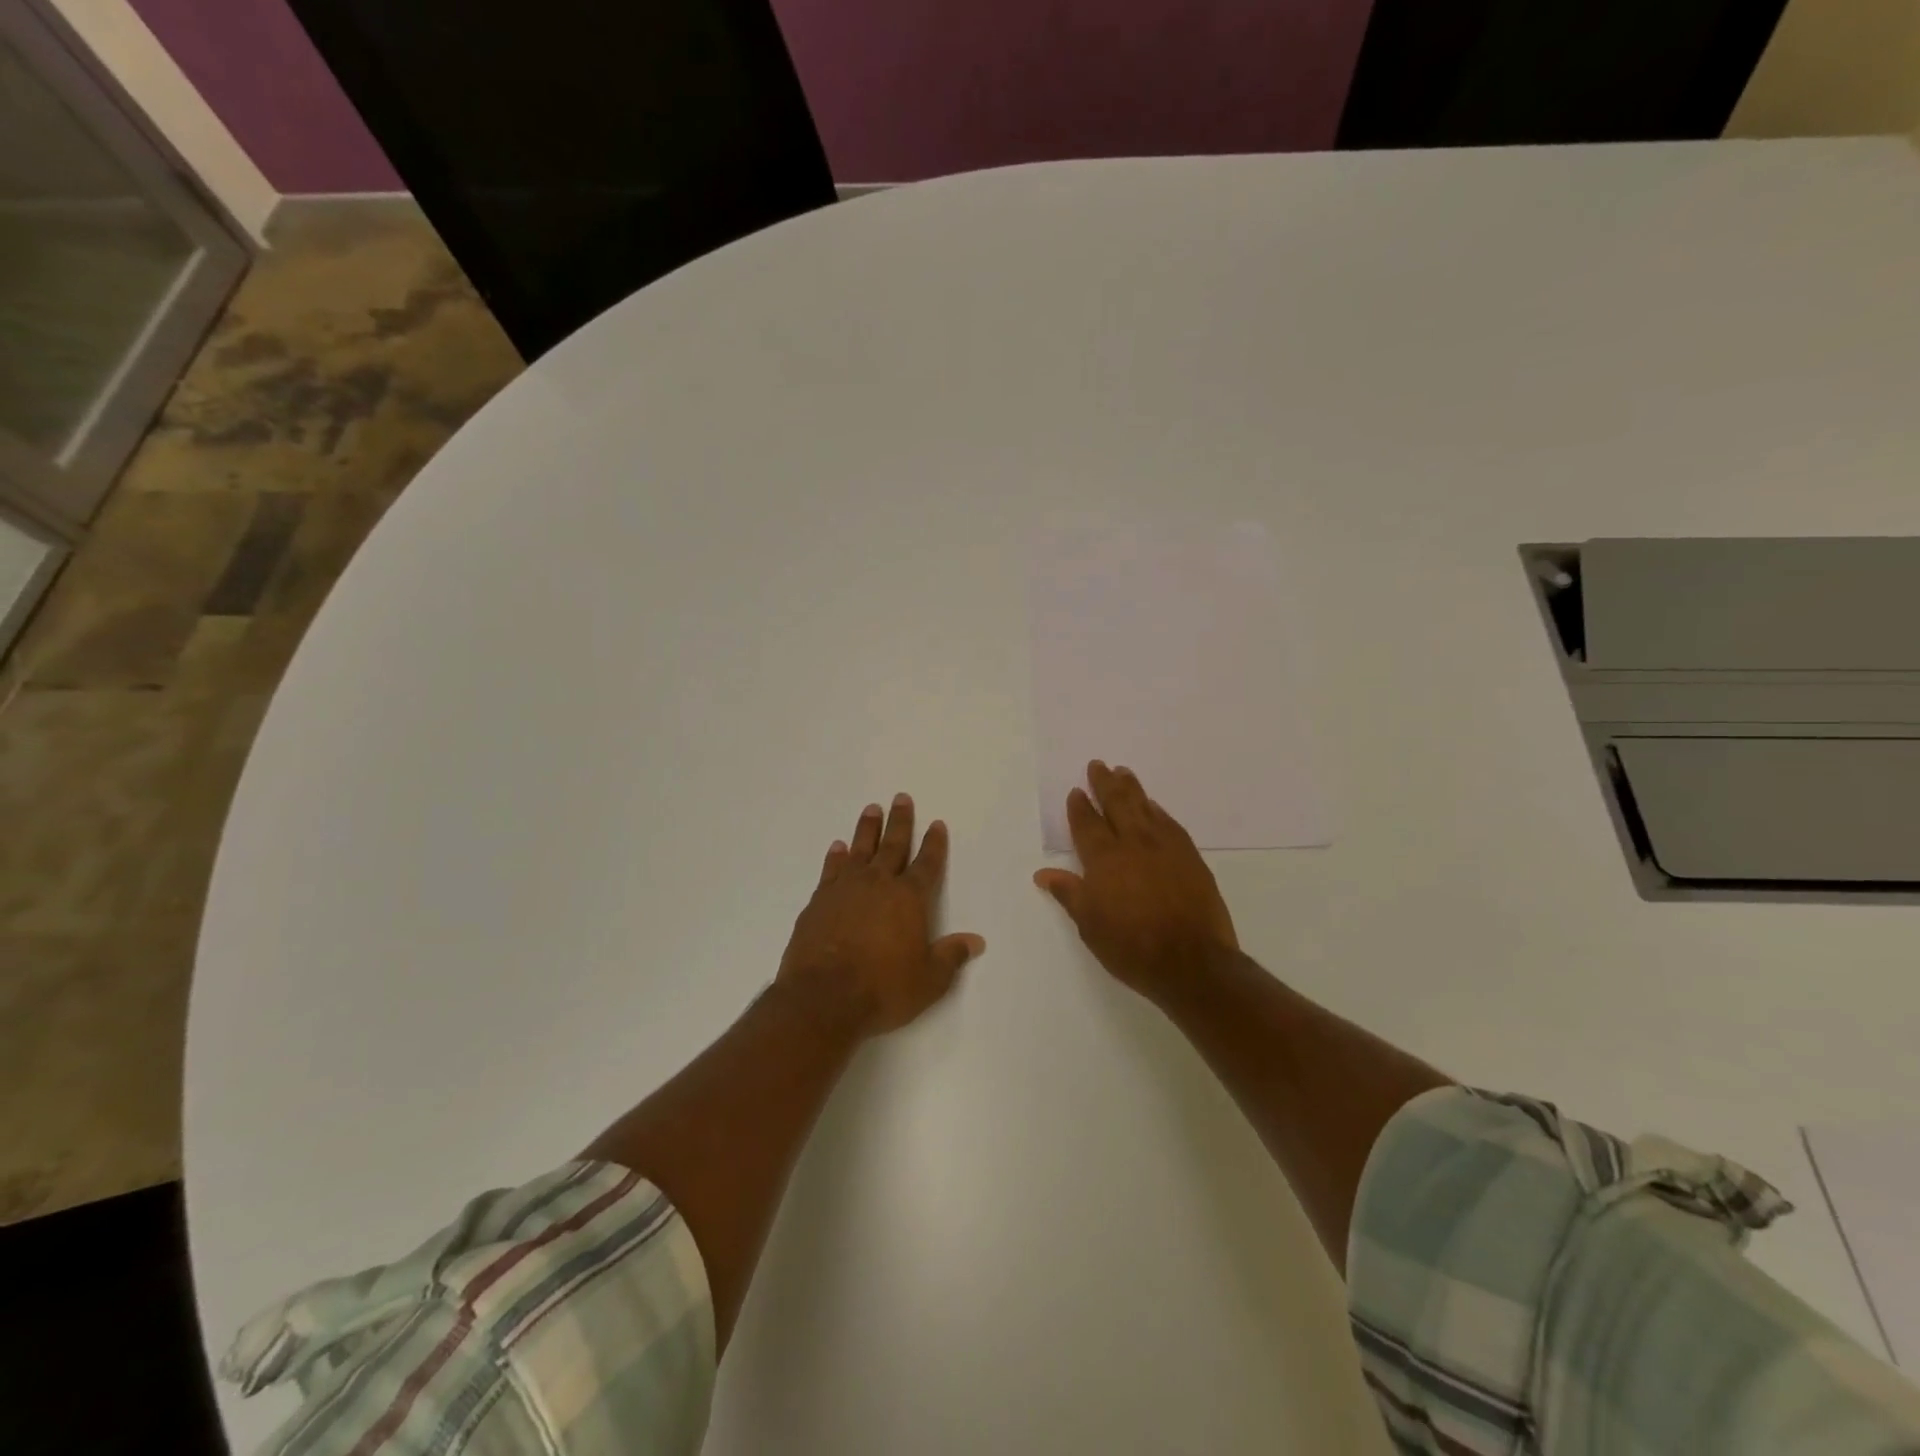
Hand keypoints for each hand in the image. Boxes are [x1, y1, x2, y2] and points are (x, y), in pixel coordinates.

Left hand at [777, 794, 985, 1038]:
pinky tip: (838, 847)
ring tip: (872, 809)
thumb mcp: (928, 980)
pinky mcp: (819, 901)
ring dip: (867, 828)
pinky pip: (831, 869)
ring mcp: (845, 889)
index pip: (927, 864)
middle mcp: (878, 884)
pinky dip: (836, 856)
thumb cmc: (882, 989)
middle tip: (901, 798)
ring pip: (860, 849)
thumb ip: (950, 956)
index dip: (934, 844)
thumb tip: (975, 941)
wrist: (823, 998)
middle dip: (900, 822)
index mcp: (909, 899)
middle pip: (893, 845)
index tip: (936, 824)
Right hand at [1033, 761, 1237, 1001]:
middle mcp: (1133, 844)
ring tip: (1123, 772)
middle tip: (1098, 765)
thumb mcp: (1090, 925)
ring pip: (1144, 807)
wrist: (1192, 961)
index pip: (1087, 824)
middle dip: (1105, 783)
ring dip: (1131, 788)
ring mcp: (1165, 847)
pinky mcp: (1189, 856)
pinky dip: (1157, 810)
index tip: (1076, 792)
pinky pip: (1169, 823)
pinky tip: (1154, 806)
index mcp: (1104, 859)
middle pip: (1117, 804)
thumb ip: (1069, 893)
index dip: (1080, 807)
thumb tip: (1043, 873)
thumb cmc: (1132, 947)